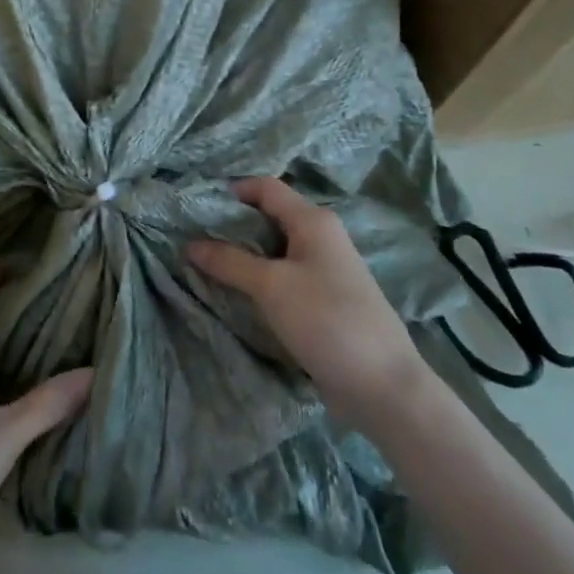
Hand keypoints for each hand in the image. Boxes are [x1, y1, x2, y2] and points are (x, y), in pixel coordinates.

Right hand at [188, 178, 430, 428]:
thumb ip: (229, 261)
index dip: (231, 191)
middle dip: (231, 225)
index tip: (195, 206)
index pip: (266, 187)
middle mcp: (321, 238)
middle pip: (269, 217)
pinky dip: (258, 279)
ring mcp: (324, 270)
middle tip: (192, 237)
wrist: (383, 385)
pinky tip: (236, 293)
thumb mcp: (271, 286)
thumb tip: (190, 244)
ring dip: (242, 255)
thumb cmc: (327, 320)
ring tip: (205, 264)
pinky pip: (282, 277)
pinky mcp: (323, 300)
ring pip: (274, 249)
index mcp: (313, 221)